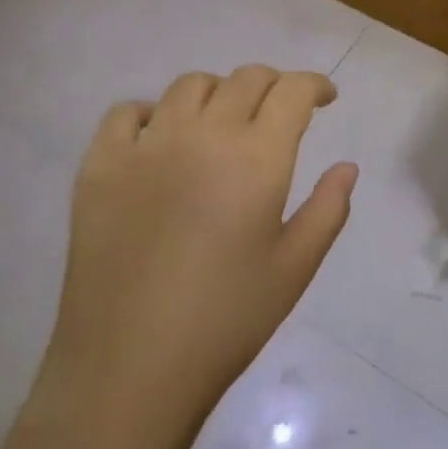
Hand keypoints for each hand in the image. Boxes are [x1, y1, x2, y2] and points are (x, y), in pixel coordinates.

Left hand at [43, 66, 357, 418]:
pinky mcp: (100, 165)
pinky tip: (160, 139)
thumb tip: (347, 166)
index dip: (314, 85)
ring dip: (218, 92)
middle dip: (273, 85)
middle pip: (245, 78)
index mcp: (257, 157)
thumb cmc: (225, 321)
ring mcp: (146, 145)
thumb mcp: (295, 268)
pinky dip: (150, 113)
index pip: (292, 91)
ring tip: (223, 122)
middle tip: (280, 111)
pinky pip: (125, 113)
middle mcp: (203, 134)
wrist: (128, 370)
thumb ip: (328, 208)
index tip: (325, 98)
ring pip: (189, 86)